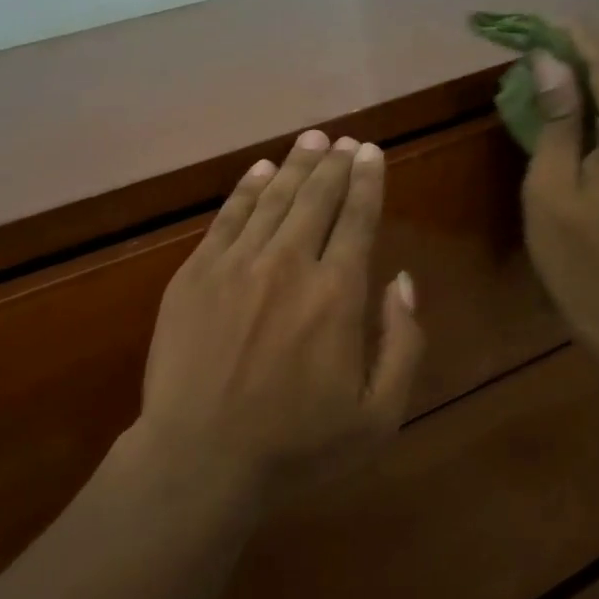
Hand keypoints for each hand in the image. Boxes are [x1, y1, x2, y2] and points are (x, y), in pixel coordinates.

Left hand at [137, 129, 424, 498]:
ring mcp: (237, 264)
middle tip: (344, 140)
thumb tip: (401, 281)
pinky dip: (247, 188)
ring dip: (297, 165)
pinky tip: (261, 170)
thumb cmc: (295, 445)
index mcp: (337, 294)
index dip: (368, 181)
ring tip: (312, 139)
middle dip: (335, 163)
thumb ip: (403, 344)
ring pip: (274, 198)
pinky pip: (228, 217)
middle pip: (317, 198)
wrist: (199, 458)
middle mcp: (289, 263)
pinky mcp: (196, 273)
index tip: (372, 152)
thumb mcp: (377, 415)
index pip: (358, 219)